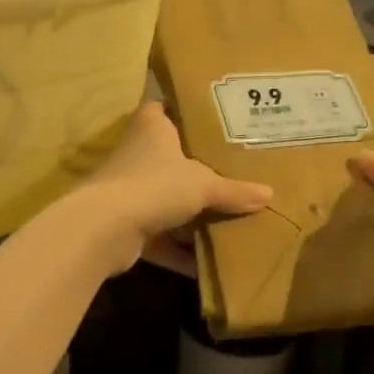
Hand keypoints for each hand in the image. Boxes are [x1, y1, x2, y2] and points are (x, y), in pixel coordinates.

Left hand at [70, 102, 271, 276]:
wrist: (104, 229)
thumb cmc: (155, 185)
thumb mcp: (203, 186)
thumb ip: (234, 191)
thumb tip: (269, 195)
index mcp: (152, 128)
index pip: (163, 107)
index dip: (182, 110)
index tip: (209, 117)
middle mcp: (136, 154)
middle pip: (169, 157)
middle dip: (195, 168)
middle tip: (231, 171)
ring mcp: (127, 190)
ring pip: (164, 199)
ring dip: (188, 215)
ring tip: (226, 219)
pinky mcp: (124, 225)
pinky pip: (159, 236)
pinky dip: (178, 251)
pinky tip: (204, 265)